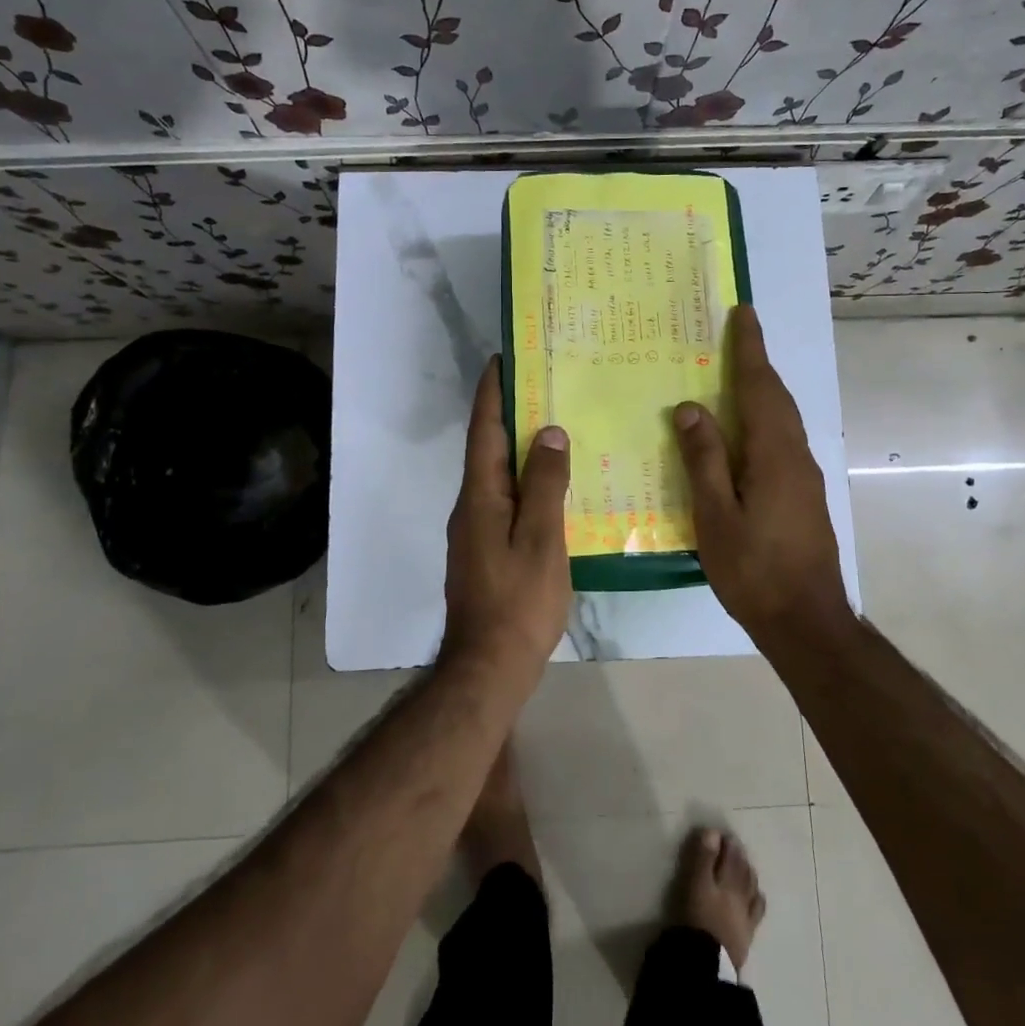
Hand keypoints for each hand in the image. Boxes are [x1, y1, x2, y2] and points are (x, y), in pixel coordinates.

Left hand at [441, 356, 572, 677]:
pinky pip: (505, 500)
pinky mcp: (484, 551)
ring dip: (518, 448)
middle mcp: (471, 506)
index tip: (503, 358)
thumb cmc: (519, 601)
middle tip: (542, 386)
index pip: (485, 431)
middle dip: (508, 414)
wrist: (488, 667)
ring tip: (553, 429)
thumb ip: (546, 485)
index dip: (492, 393)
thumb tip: (550, 433)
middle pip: (488, 449)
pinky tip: (552, 488)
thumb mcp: (541, 540)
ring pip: (497, 476)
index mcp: (481, 496)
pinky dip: (525, 482)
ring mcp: (474, 531)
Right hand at [673, 305, 851, 638]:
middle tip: (737, 335)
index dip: (751, 349)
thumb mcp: (715, 516)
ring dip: (762, 391)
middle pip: (777, 398)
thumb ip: (704, 460)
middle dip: (758, 363)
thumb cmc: (754, 569)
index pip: (761, 387)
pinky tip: (743, 435)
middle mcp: (796, 456)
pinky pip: (782, 442)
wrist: (807, 621)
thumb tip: (691, 408)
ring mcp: (805, 478)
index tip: (744, 313)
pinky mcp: (804, 496)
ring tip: (735, 376)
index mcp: (774, 454)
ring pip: (782, 420)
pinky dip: (763, 421)